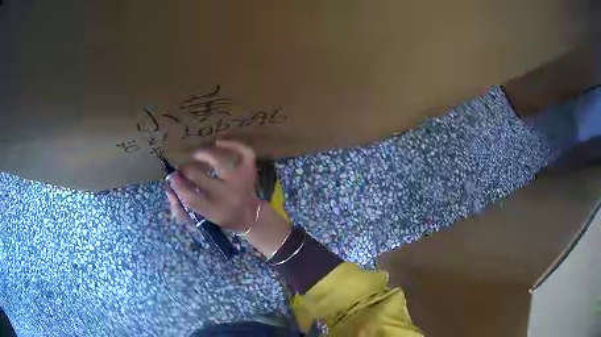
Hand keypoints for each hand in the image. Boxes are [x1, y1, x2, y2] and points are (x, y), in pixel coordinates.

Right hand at [166, 140, 259, 231]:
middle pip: (200, 178)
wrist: (250, 216)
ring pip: (220, 162)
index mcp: (215, 212)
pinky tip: (219, 143)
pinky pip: (244, 152)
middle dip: (186, 170)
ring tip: (197, 155)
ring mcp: (241, 181)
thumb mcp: (200, 220)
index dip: (178, 186)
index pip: (191, 198)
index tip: (172, 177)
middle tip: (182, 169)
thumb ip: (181, 210)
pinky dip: (232, 144)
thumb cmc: (220, 217)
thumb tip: (170, 189)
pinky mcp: (249, 171)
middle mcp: (228, 196)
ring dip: (204, 155)